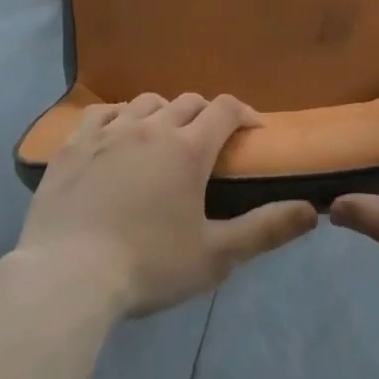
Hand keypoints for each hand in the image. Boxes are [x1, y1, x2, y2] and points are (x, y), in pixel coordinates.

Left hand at [17, 93, 317, 316]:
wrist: (66, 276)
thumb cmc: (148, 266)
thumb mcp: (215, 256)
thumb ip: (266, 230)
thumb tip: (312, 211)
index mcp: (188, 149)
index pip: (226, 109)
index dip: (244, 113)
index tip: (253, 129)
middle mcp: (151, 127)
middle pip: (188, 101)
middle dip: (207, 114)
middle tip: (210, 141)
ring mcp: (108, 132)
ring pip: (146, 102)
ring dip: (164, 113)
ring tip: (164, 138)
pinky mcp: (73, 144)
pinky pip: (102, 112)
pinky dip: (119, 116)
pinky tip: (118, 134)